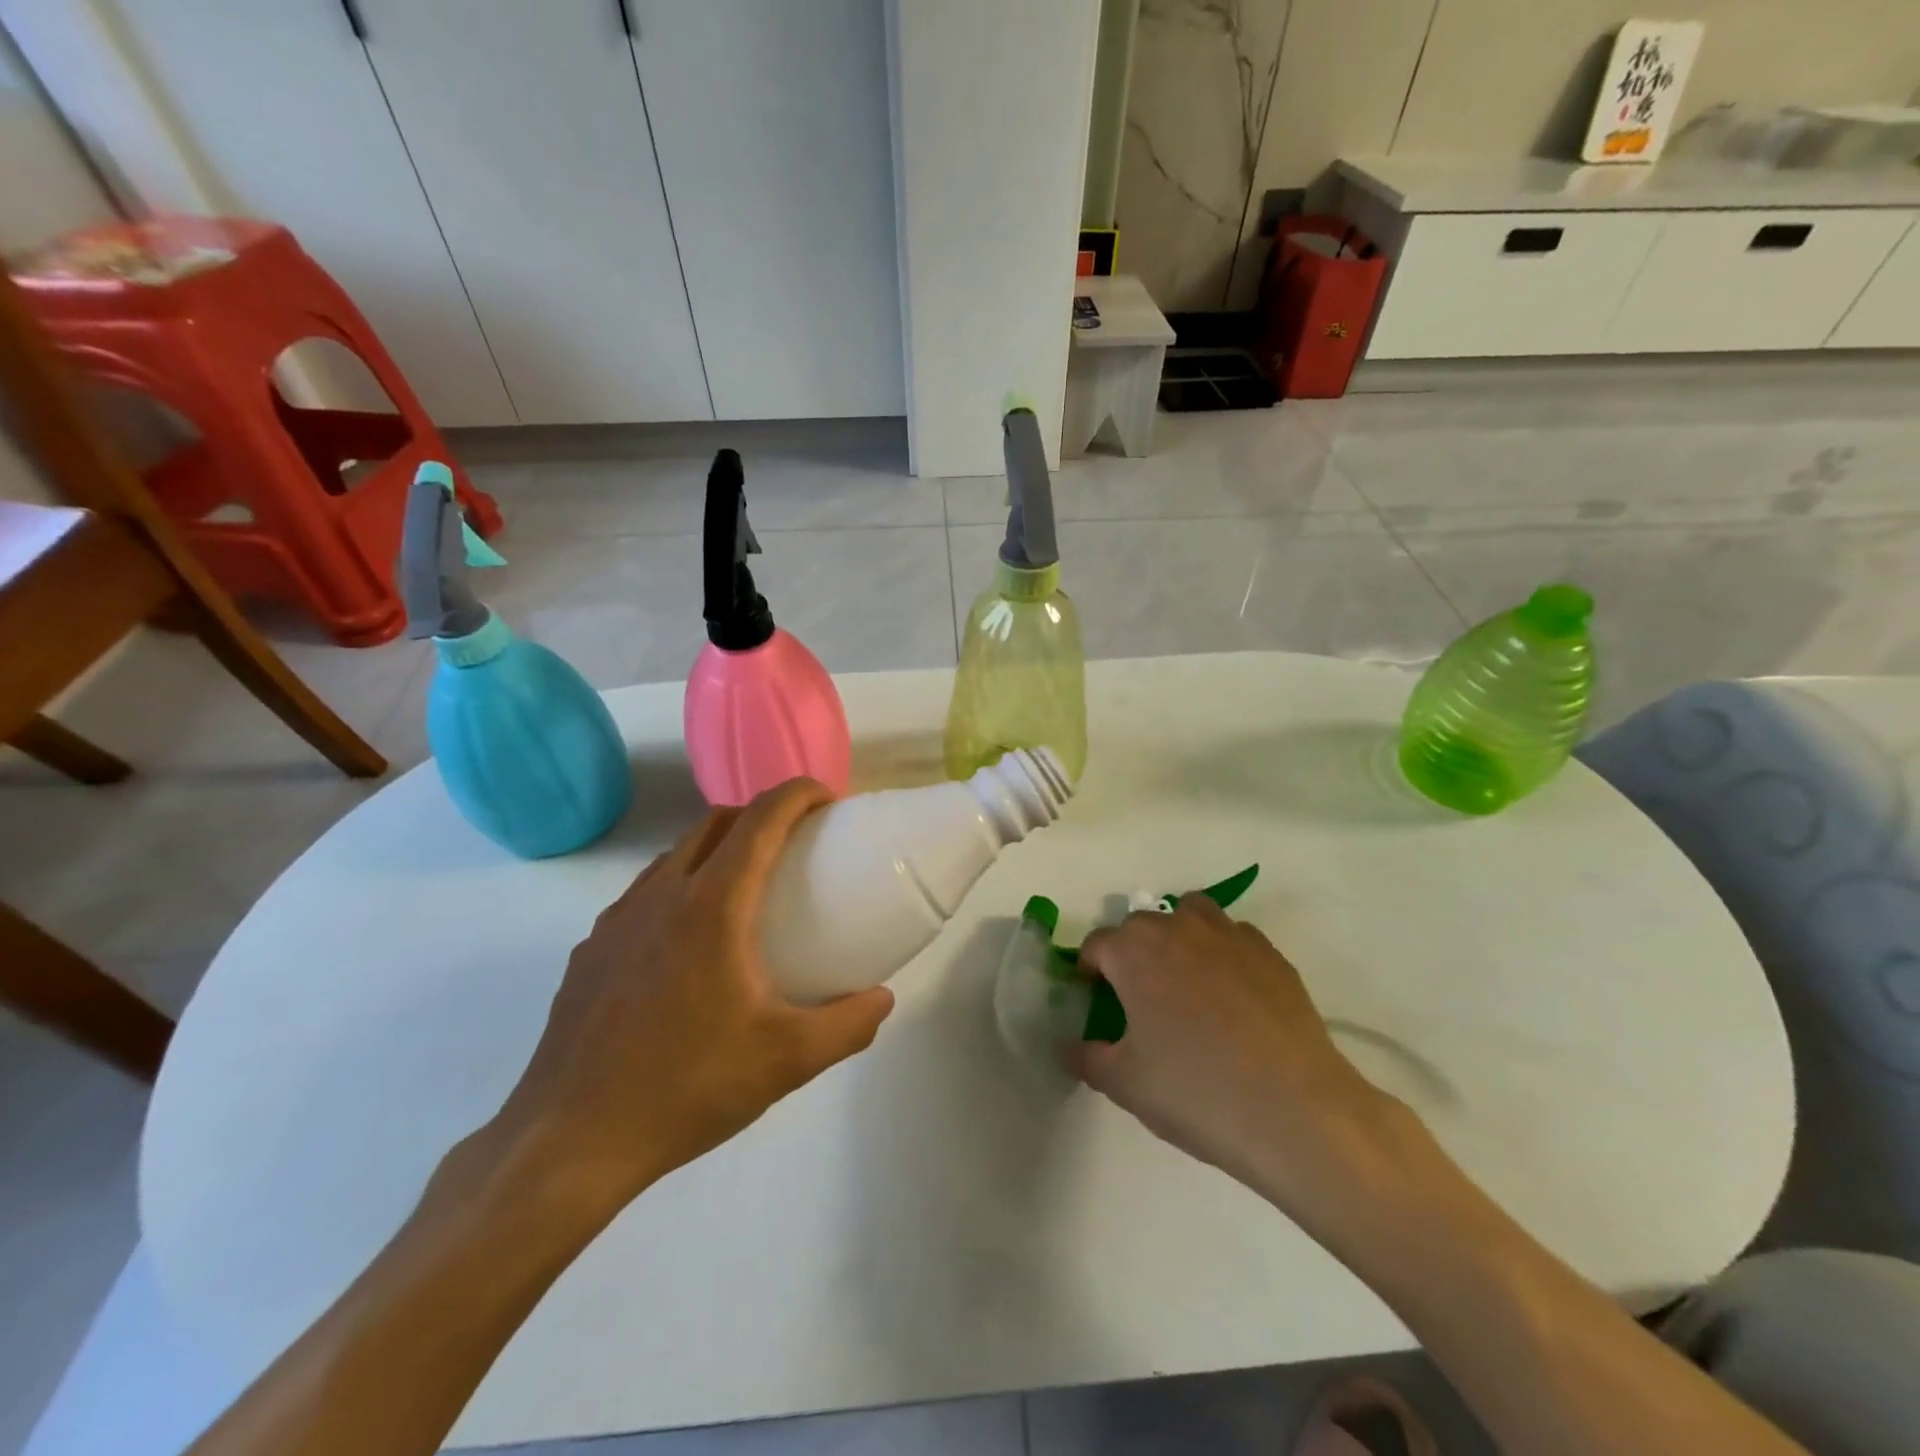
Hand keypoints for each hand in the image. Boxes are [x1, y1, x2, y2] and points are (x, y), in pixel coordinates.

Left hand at [481, 779, 894, 1221]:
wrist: (569, 1142)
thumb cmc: (687, 1087)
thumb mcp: (787, 1060)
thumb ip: (848, 1025)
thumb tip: (884, 1000)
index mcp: (712, 906)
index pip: (760, 819)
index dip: (798, 794)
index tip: (829, 801)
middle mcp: (661, 895)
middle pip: (715, 822)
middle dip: (760, 814)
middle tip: (796, 843)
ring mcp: (617, 920)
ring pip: (674, 854)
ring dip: (716, 848)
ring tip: (744, 888)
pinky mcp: (590, 951)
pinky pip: (644, 894)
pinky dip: (679, 887)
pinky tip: (688, 943)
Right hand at [1075, 897, 1422, 1230]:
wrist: (1297, 1113)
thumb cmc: (1196, 1091)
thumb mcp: (1124, 1083)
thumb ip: (1088, 1057)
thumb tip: (1073, 1046)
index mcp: (1134, 950)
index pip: (1096, 946)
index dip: (1089, 972)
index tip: (1096, 1002)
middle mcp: (1178, 927)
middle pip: (1141, 927)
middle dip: (1132, 955)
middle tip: (1140, 1003)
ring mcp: (1230, 935)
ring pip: (1191, 916)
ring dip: (1179, 938)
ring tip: (1186, 985)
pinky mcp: (1272, 955)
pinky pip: (1234, 939)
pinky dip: (1223, 955)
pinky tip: (1233, 999)